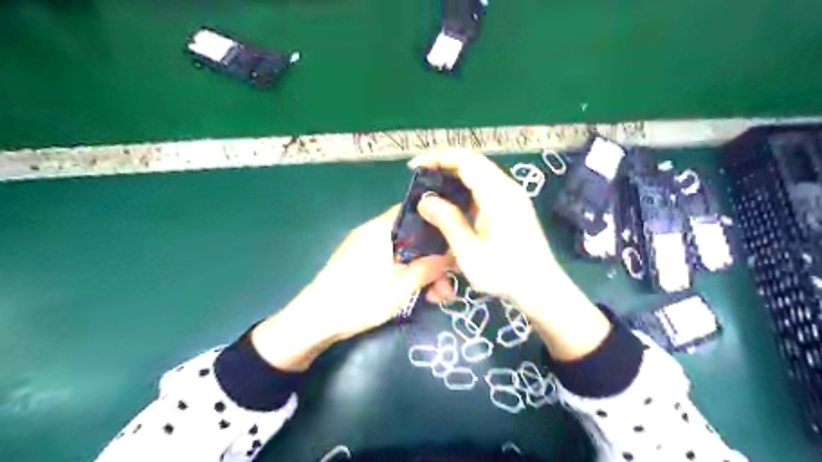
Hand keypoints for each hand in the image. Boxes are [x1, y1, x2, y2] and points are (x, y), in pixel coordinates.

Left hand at [253, 206, 452, 371]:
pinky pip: (390, 262)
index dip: (437, 223)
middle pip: (412, 237)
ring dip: (422, 272)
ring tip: (437, 298)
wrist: (314, 320)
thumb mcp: (402, 285)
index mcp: (381, 228)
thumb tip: (454, 254)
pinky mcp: (360, 263)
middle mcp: (373, 231)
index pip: (414, 210)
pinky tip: (418, 295)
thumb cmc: (360, 298)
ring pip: (403, 253)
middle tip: (448, 285)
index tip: (454, 243)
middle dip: (433, 259)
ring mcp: (365, 248)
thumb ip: (429, 267)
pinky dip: (406, 275)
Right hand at [410, 152, 609, 359]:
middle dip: (445, 164)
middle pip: (473, 162)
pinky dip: (467, 187)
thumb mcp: (469, 250)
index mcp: (497, 194)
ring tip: (434, 186)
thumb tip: (425, 201)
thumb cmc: (504, 272)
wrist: (541, 287)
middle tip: (422, 176)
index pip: (465, 161)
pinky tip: (456, 202)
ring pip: (481, 173)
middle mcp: (507, 188)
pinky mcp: (514, 206)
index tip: (415, 167)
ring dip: (456, 174)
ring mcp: (513, 196)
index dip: (438, 158)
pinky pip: (487, 186)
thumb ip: (447, 221)